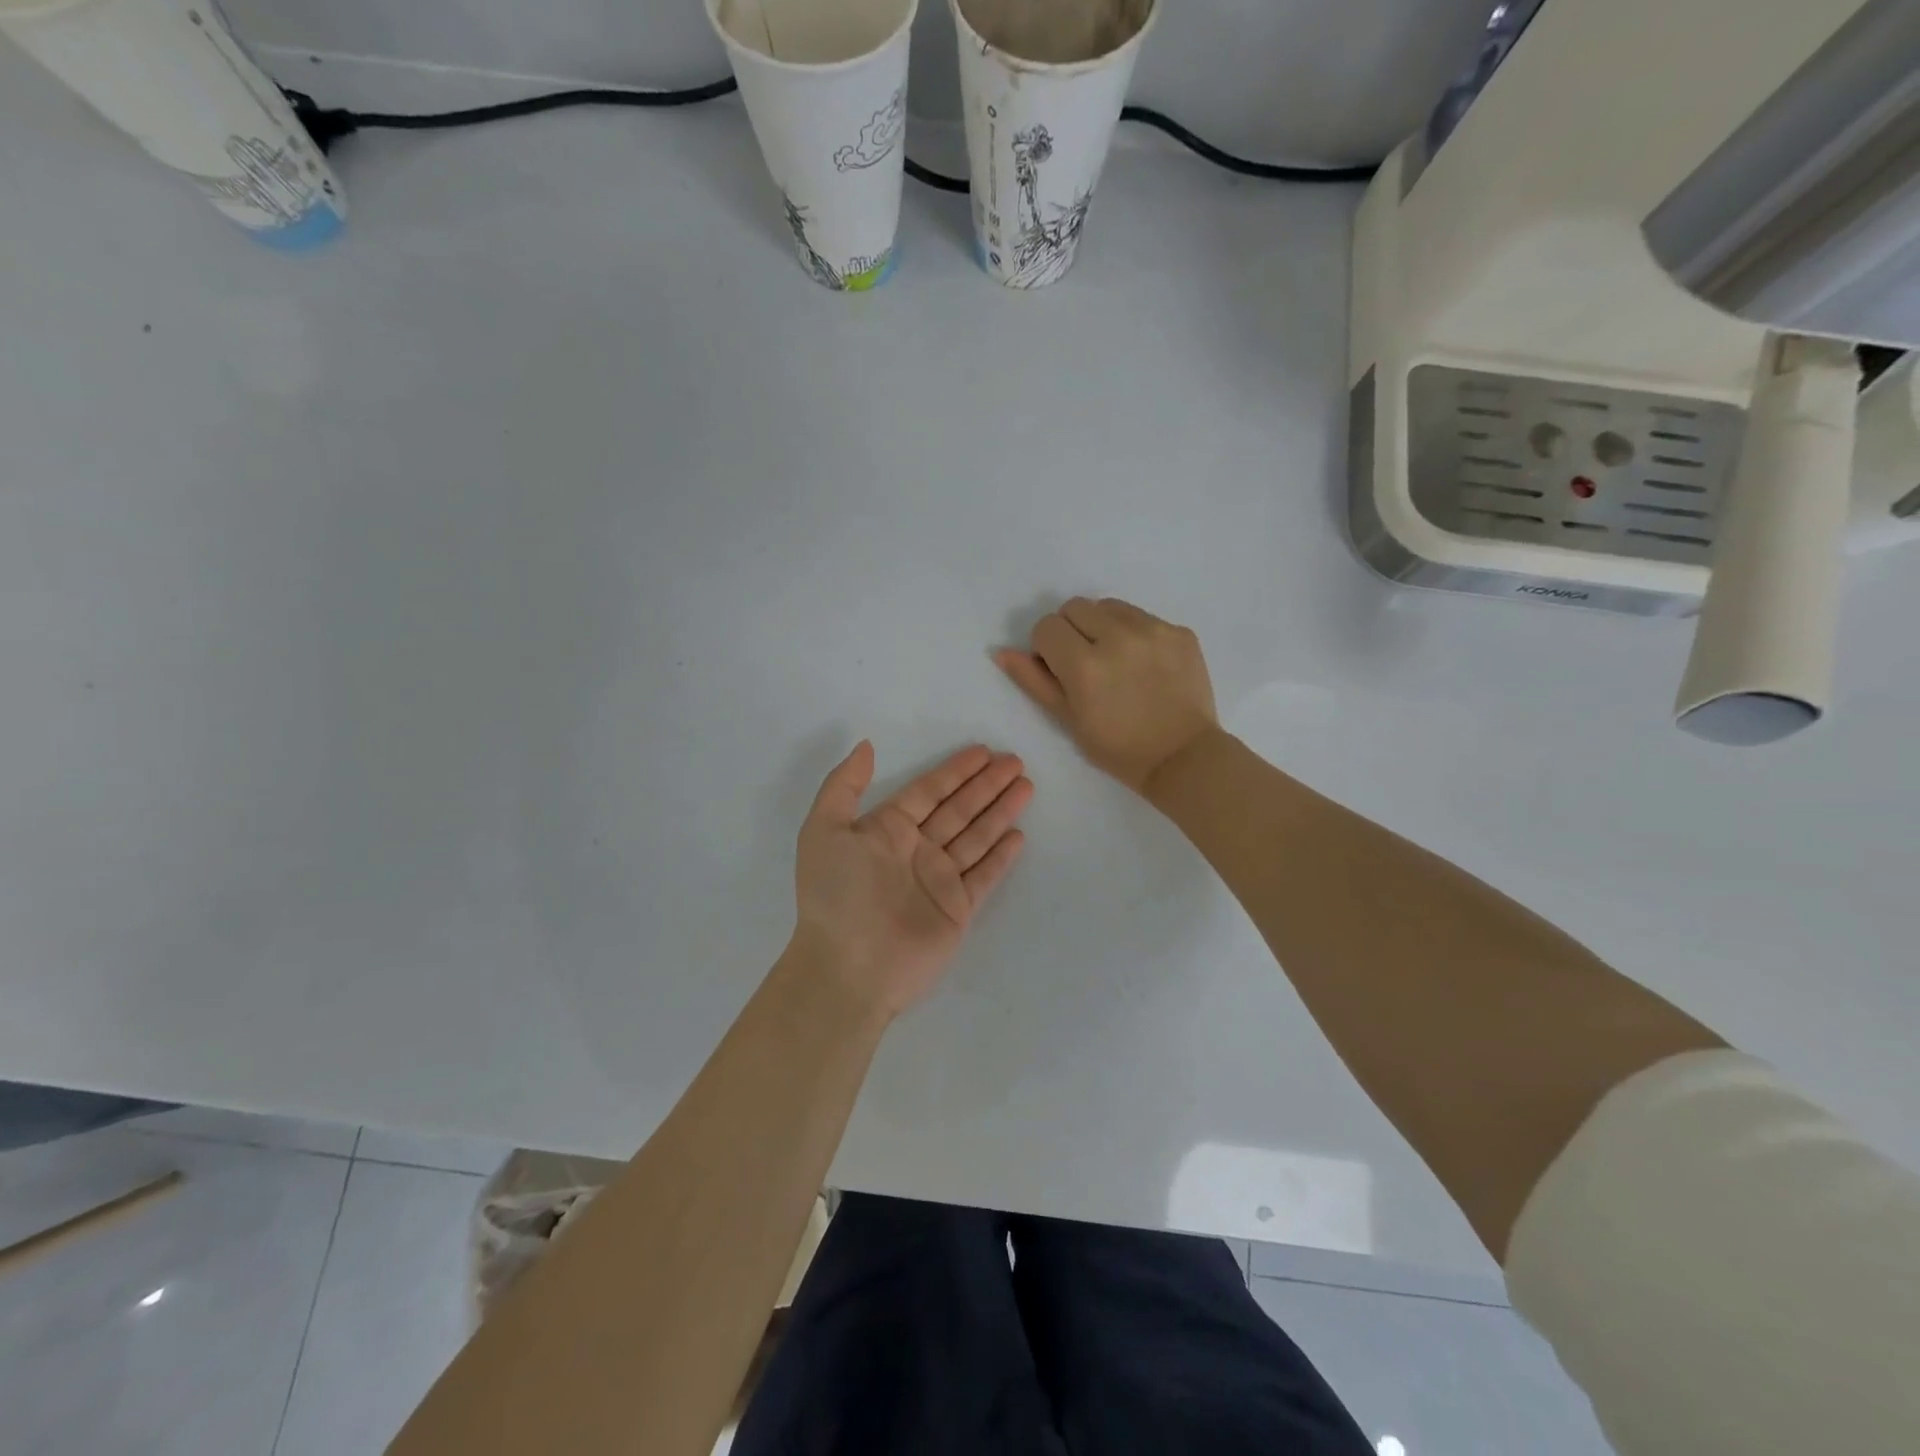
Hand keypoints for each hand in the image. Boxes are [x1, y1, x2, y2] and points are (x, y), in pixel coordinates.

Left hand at [793, 741, 1032, 1017]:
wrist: (849, 968)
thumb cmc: (837, 894)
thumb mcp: (824, 830)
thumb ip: (844, 785)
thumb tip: (866, 746)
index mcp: (886, 830)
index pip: (928, 791)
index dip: (955, 771)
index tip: (982, 752)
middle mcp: (915, 851)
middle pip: (958, 809)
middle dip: (986, 785)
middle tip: (1015, 761)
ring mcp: (938, 880)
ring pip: (976, 836)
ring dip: (1000, 811)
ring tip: (1026, 786)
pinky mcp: (957, 909)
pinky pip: (984, 875)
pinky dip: (1001, 856)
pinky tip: (1018, 835)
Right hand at [996, 597, 1219, 794]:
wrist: (1182, 757)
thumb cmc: (1118, 748)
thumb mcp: (1068, 719)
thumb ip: (1034, 680)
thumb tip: (1002, 652)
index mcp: (1084, 664)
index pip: (1047, 626)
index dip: (1047, 648)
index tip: (1060, 670)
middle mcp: (1118, 637)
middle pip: (1075, 607)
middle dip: (1072, 631)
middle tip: (1086, 664)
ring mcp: (1153, 630)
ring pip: (1109, 606)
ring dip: (1103, 627)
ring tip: (1116, 661)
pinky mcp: (1179, 631)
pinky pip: (1143, 617)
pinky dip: (1135, 634)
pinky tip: (1145, 665)